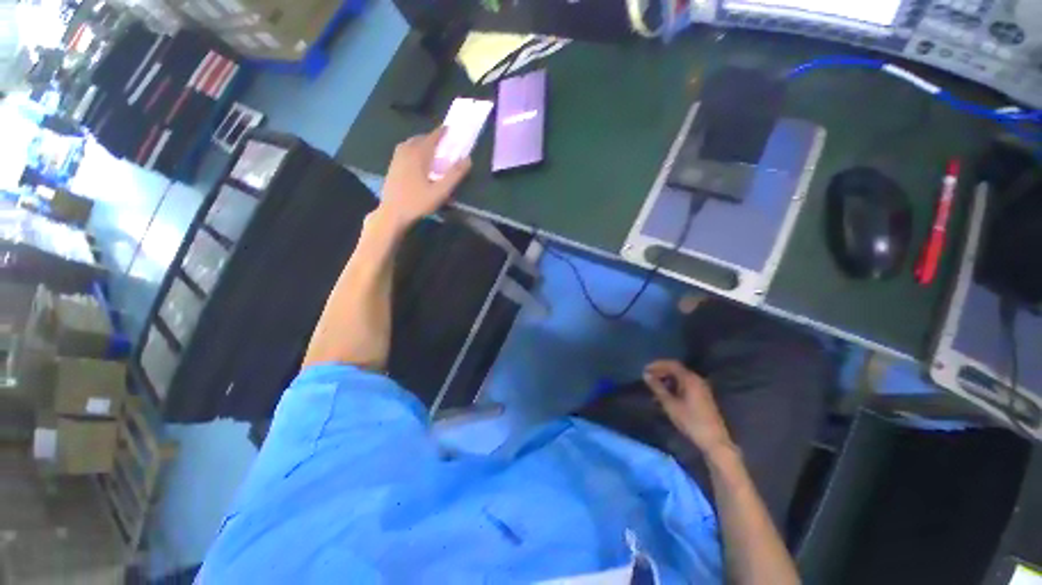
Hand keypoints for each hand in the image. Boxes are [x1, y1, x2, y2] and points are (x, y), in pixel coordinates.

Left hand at [377, 127, 471, 227]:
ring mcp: (397, 158)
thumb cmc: (418, 202)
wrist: (393, 213)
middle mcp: (406, 151)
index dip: (442, 132)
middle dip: (432, 138)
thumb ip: (454, 175)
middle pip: (420, 138)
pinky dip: (413, 149)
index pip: (432, 137)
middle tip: (443, 143)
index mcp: (418, 155)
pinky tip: (418, 160)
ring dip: (422, 143)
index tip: (450, 128)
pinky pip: (404, 150)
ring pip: (411, 143)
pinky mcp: (393, 166)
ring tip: (431, 150)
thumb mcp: (440, 191)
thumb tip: (467, 159)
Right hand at [643, 360, 733, 454]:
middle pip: (676, 369)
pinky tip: (666, 396)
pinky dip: (674, 386)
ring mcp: (702, 388)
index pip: (672, 364)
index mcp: (690, 379)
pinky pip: (685, 385)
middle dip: (661, 372)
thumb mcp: (670, 404)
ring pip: (681, 378)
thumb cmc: (690, 421)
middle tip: (648, 378)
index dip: (657, 365)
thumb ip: (657, 387)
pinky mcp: (703, 396)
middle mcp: (697, 379)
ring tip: (654, 388)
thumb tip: (646, 375)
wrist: (714, 440)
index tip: (645, 369)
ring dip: (667, 380)